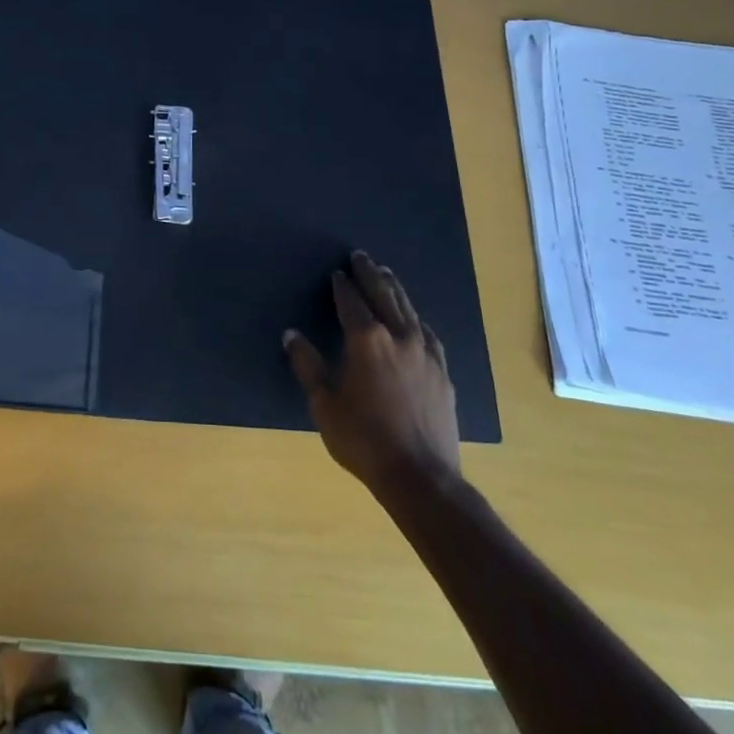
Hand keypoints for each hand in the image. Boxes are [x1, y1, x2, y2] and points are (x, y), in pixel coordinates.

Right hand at [285, 251, 461, 489]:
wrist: (422, 477)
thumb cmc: (363, 439)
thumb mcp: (323, 404)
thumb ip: (307, 364)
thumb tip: (291, 334)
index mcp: (366, 340)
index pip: (351, 302)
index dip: (342, 285)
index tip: (337, 273)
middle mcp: (398, 336)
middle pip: (384, 295)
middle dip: (370, 274)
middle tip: (362, 256)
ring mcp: (425, 353)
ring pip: (408, 309)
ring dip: (394, 289)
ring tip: (386, 274)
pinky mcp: (442, 371)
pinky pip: (427, 333)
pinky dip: (415, 318)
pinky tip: (415, 320)